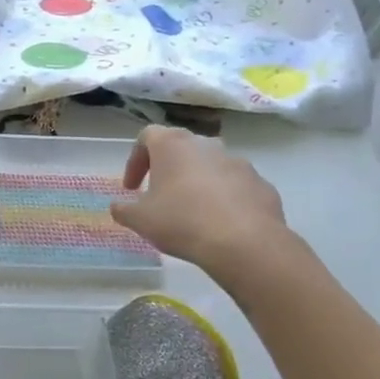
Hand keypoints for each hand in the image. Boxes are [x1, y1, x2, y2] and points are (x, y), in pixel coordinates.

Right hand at [110, 126, 290, 279]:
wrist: (244, 242)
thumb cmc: (181, 221)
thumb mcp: (140, 220)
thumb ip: (124, 210)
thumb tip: (118, 207)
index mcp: (173, 145)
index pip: (147, 136)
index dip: (135, 160)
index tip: (131, 188)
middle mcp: (207, 145)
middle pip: (181, 148)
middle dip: (168, 169)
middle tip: (159, 196)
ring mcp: (238, 162)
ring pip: (210, 166)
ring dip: (197, 182)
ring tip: (191, 212)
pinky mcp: (261, 183)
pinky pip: (235, 186)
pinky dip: (224, 198)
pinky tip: (219, 223)